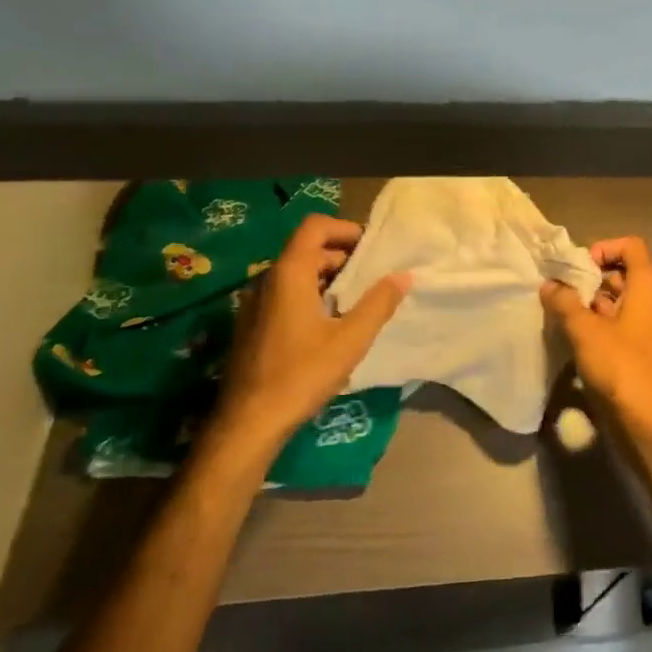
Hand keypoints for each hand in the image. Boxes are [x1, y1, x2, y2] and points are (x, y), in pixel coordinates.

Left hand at [216, 214, 409, 450]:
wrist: (247, 424)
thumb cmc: (301, 375)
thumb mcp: (350, 339)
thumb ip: (379, 303)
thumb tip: (403, 275)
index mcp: (289, 274)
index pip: (315, 227)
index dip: (345, 229)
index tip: (371, 250)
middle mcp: (267, 280)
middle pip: (308, 250)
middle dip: (343, 258)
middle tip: (372, 279)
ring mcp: (255, 304)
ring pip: (297, 275)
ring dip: (328, 280)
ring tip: (357, 303)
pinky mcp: (252, 326)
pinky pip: (286, 296)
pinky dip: (311, 297)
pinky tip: (331, 327)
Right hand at [541, 236, 651, 436]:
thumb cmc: (622, 367)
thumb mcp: (586, 332)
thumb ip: (565, 304)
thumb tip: (550, 285)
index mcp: (648, 289)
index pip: (632, 248)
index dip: (605, 248)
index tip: (579, 267)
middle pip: (624, 276)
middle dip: (592, 280)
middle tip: (563, 293)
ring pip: (621, 306)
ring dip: (593, 307)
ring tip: (563, 318)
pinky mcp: (645, 356)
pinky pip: (623, 330)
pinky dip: (601, 329)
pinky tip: (577, 344)